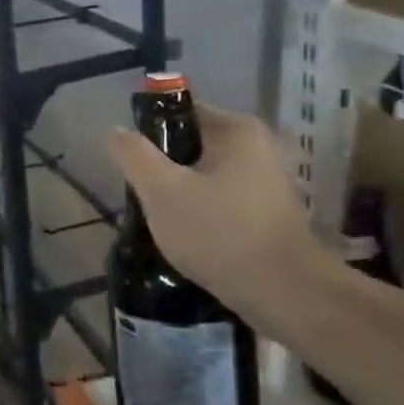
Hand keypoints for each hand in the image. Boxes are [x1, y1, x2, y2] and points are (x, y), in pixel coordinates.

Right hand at [107, 102, 317, 314]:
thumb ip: (135, 155)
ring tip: (164, 220)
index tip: (135, 166)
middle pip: (191, 145)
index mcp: (235, 130)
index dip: (149, 134)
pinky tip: (190, 236)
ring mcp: (268, 179)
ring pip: (205, 175)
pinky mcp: (269, 210)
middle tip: (146, 197)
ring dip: (181, 193)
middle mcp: (258, 146)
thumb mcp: (162, 192)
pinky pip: (222, 198)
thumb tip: (118, 130)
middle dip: (164, 169)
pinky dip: (203, 211)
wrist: (284, 292)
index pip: (179, 112)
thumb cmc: (219, 233)